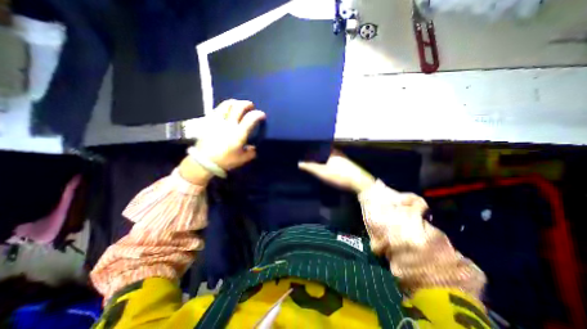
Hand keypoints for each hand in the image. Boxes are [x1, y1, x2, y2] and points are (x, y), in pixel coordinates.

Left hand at [194, 99, 265, 169]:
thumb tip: (253, 147)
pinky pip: (217, 109)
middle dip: (247, 104)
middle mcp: (229, 124)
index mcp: (239, 133)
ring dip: (235, 102)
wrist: (204, 162)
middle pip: (239, 107)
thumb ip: (251, 152)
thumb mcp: (243, 159)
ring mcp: (218, 121)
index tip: (262, 115)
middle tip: (251, 106)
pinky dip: (225, 106)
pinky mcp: (209, 121)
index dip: (258, 114)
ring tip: (238, 105)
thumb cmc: (225, 160)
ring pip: (227, 105)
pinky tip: (226, 109)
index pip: (251, 118)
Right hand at [298, 150, 375, 193]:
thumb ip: (310, 167)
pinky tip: (326, 168)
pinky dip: (328, 163)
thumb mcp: (322, 172)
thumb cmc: (339, 175)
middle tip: (308, 158)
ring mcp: (343, 159)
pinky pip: (334, 162)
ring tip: (314, 163)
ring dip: (323, 159)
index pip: (319, 146)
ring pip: (329, 157)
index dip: (311, 149)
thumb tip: (299, 163)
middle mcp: (338, 152)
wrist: (360, 183)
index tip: (304, 152)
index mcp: (331, 151)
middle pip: (324, 152)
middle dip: (316, 154)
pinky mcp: (347, 165)